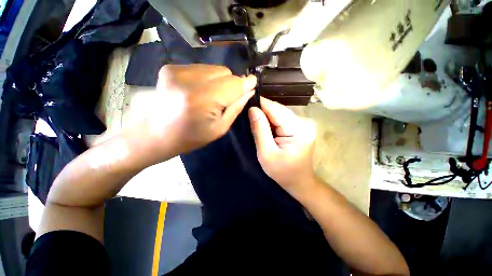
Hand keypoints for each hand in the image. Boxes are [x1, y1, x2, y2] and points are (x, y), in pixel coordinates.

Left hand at [125, 64, 255, 158]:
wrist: (152, 135)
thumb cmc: (189, 138)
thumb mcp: (218, 129)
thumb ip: (236, 107)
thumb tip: (249, 91)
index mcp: (203, 99)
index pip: (234, 83)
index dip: (246, 83)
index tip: (253, 83)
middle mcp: (190, 80)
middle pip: (225, 72)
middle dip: (232, 84)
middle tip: (227, 99)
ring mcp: (177, 70)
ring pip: (214, 68)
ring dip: (219, 81)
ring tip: (211, 96)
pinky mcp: (170, 68)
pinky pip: (201, 68)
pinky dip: (206, 78)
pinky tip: (199, 91)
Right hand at [249, 97, 316, 196]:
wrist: (299, 181)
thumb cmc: (282, 172)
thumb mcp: (266, 153)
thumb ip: (259, 130)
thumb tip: (252, 109)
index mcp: (298, 129)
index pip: (275, 109)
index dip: (260, 104)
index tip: (245, 102)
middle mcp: (304, 122)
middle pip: (278, 109)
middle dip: (262, 110)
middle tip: (246, 113)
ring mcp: (303, 124)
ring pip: (279, 113)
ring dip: (266, 115)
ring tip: (253, 119)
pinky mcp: (300, 126)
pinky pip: (282, 119)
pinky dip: (272, 120)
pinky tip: (263, 124)